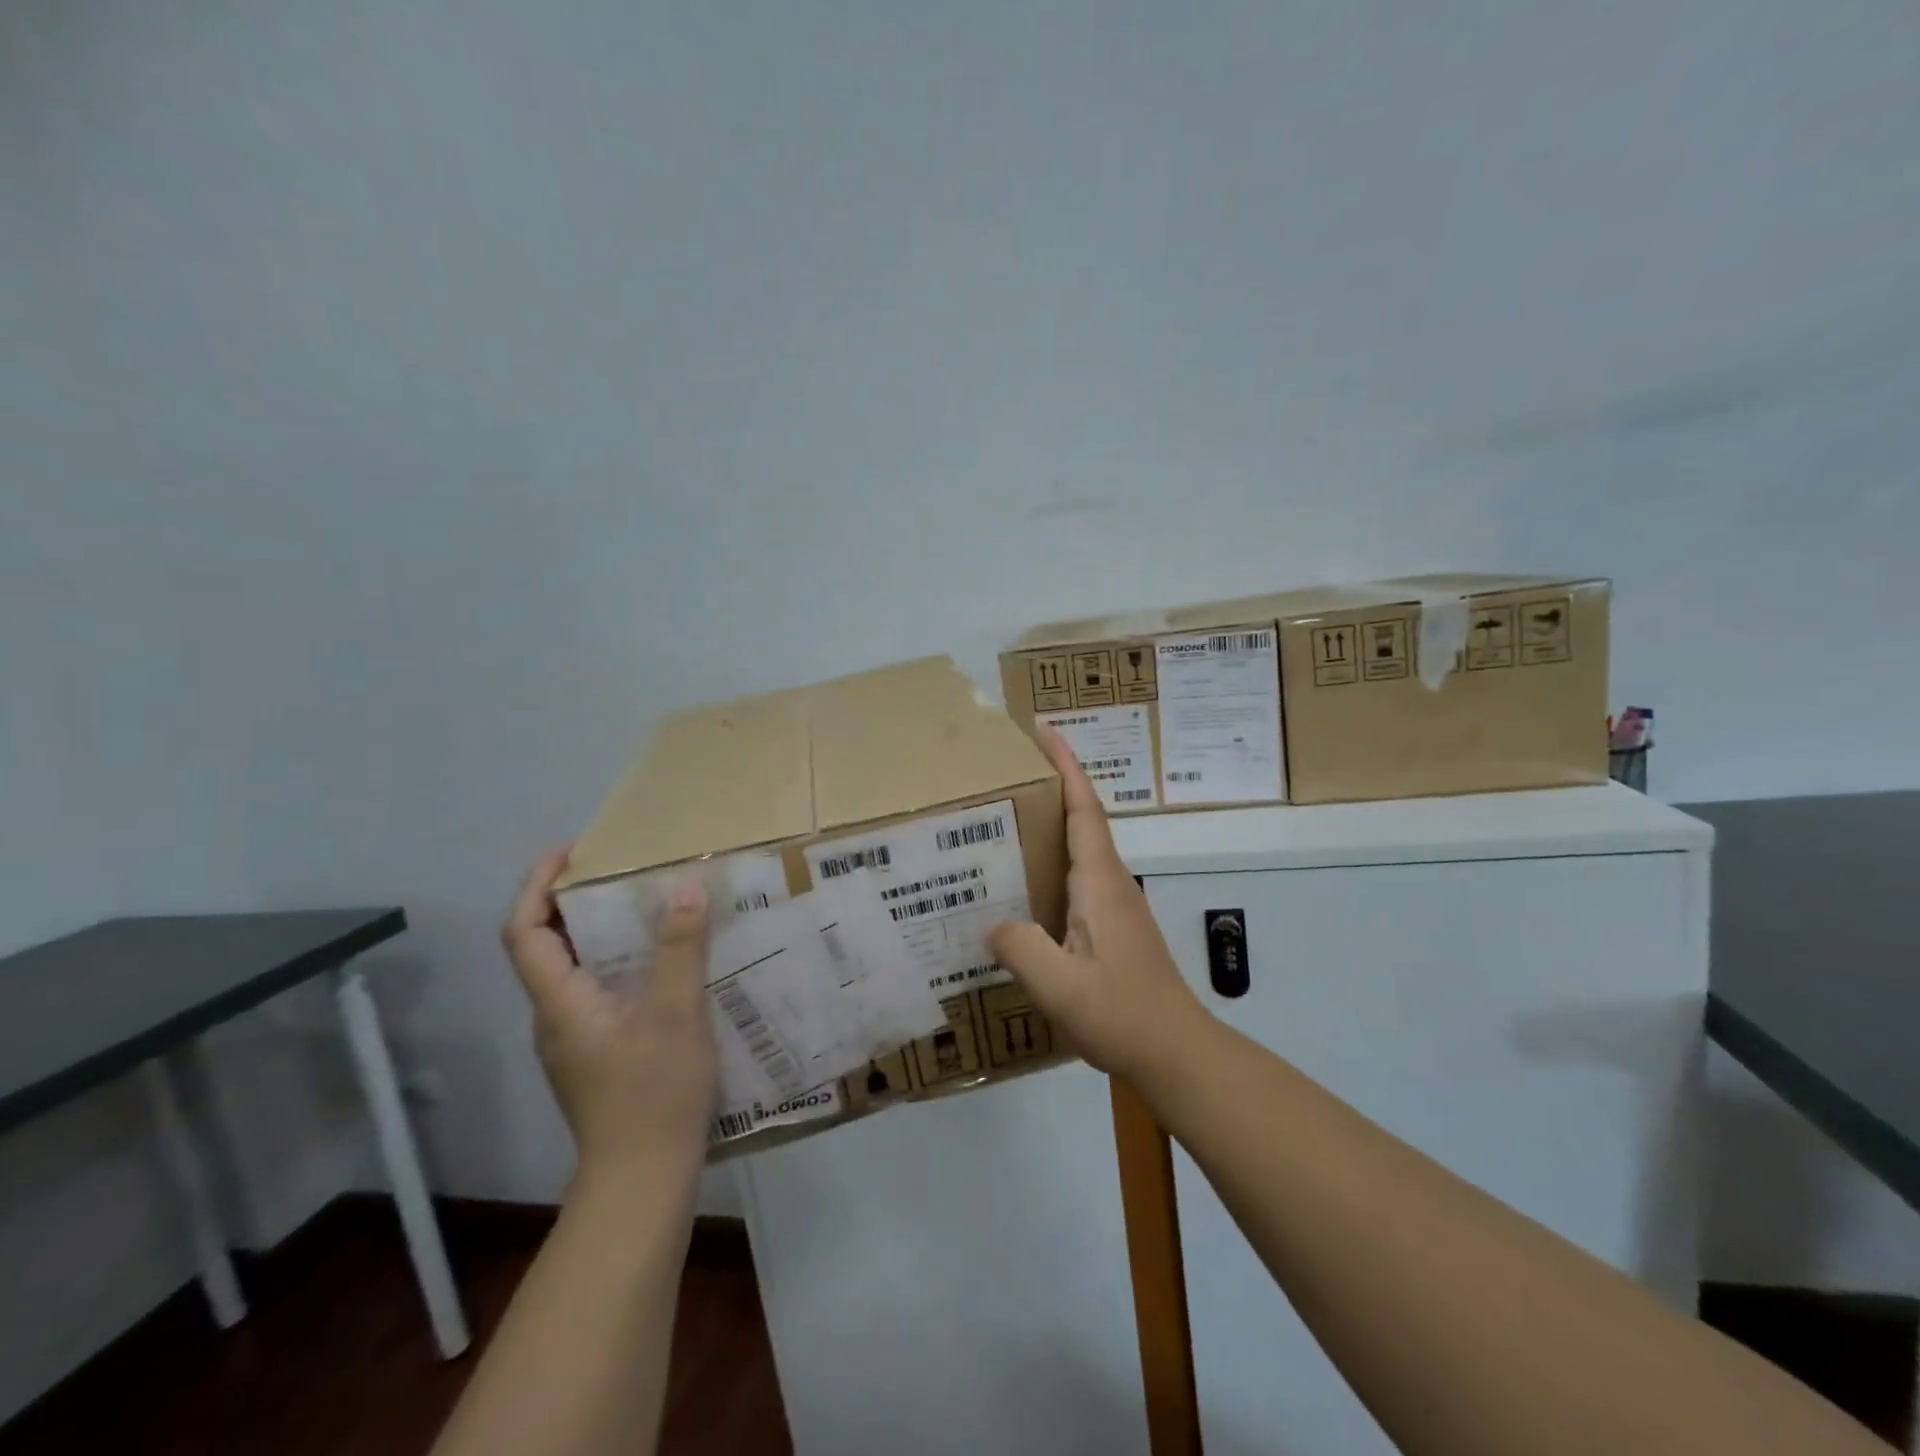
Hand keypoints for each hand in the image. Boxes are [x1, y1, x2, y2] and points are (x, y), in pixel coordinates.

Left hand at [501, 850, 718, 1182]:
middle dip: (572, 902)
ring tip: (646, 907)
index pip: (523, 931)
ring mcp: (574, 1041)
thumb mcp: (676, 1011)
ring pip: (572, 971)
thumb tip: (683, 887)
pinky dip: (617, 962)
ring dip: (597, 932)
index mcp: (560, 1002)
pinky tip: (662, 964)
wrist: (643, 1179)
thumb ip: (679, 947)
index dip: (537, 886)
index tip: (571, 852)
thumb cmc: (653, 1092)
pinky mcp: (596, 1056)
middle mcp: (555, 1017)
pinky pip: (596, 992)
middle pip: (544, 947)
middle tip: (620, 871)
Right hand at [988, 725, 1209, 1083]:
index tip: (1043, 729)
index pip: (1083, 808)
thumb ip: (1021, 948)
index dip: (1066, 765)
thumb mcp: (1061, 986)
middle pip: (1081, 818)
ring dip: (1049, 825)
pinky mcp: (1112, 926)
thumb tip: (991, 922)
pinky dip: (1049, 864)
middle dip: (1051, 785)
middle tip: (1004, 773)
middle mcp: (1110, 882)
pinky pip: (1075, 878)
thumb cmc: (1123, 1014)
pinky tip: (1020, 887)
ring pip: (1078, 849)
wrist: (1176, 1051)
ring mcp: (1114, 904)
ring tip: (1002, 822)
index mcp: (1099, 881)